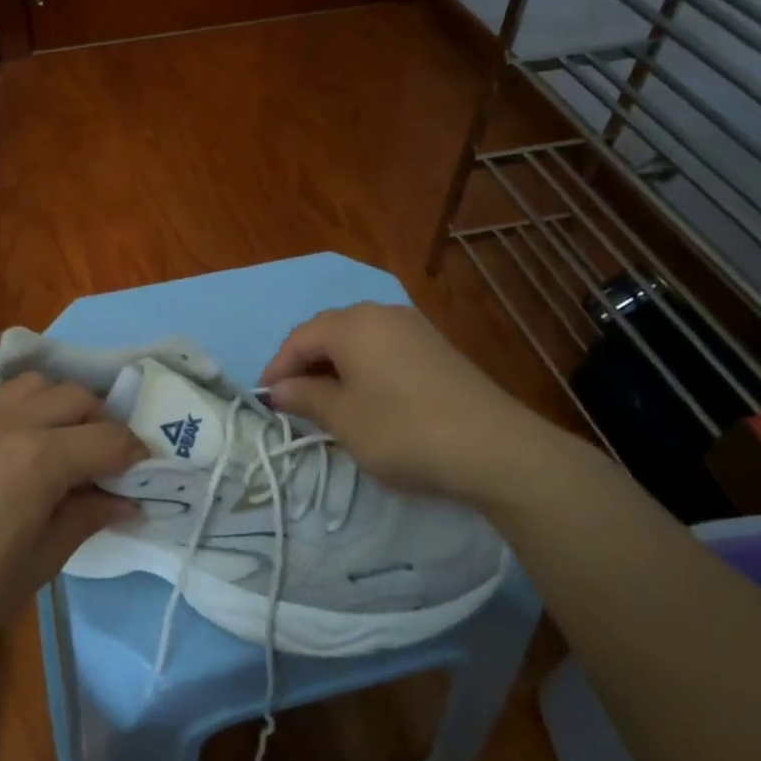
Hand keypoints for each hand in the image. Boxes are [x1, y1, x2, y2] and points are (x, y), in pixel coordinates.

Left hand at [0, 328, 145, 667]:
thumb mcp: (40, 564)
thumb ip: (86, 520)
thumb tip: (128, 501)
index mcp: (41, 461)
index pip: (107, 440)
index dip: (133, 455)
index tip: (141, 473)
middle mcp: (9, 424)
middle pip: (74, 399)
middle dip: (101, 423)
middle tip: (102, 458)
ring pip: (29, 382)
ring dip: (56, 398)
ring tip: (61, 427)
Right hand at [260, 302, 577, 503]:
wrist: (494, 447)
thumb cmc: (402, 430)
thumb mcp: (343, 418)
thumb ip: (305, 397)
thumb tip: (277, 389)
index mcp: (352, 324)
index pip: (299, 338)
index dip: (277, 368)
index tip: (266, 402)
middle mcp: (381, 313)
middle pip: (328, 332)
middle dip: (304, 364)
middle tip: (293, 402)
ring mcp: (413, 327)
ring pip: (357, 340)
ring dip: (334, 366)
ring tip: (326, 402)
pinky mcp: (436, 347)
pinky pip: (384, 348)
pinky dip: (363, 368)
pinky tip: (366, 398)